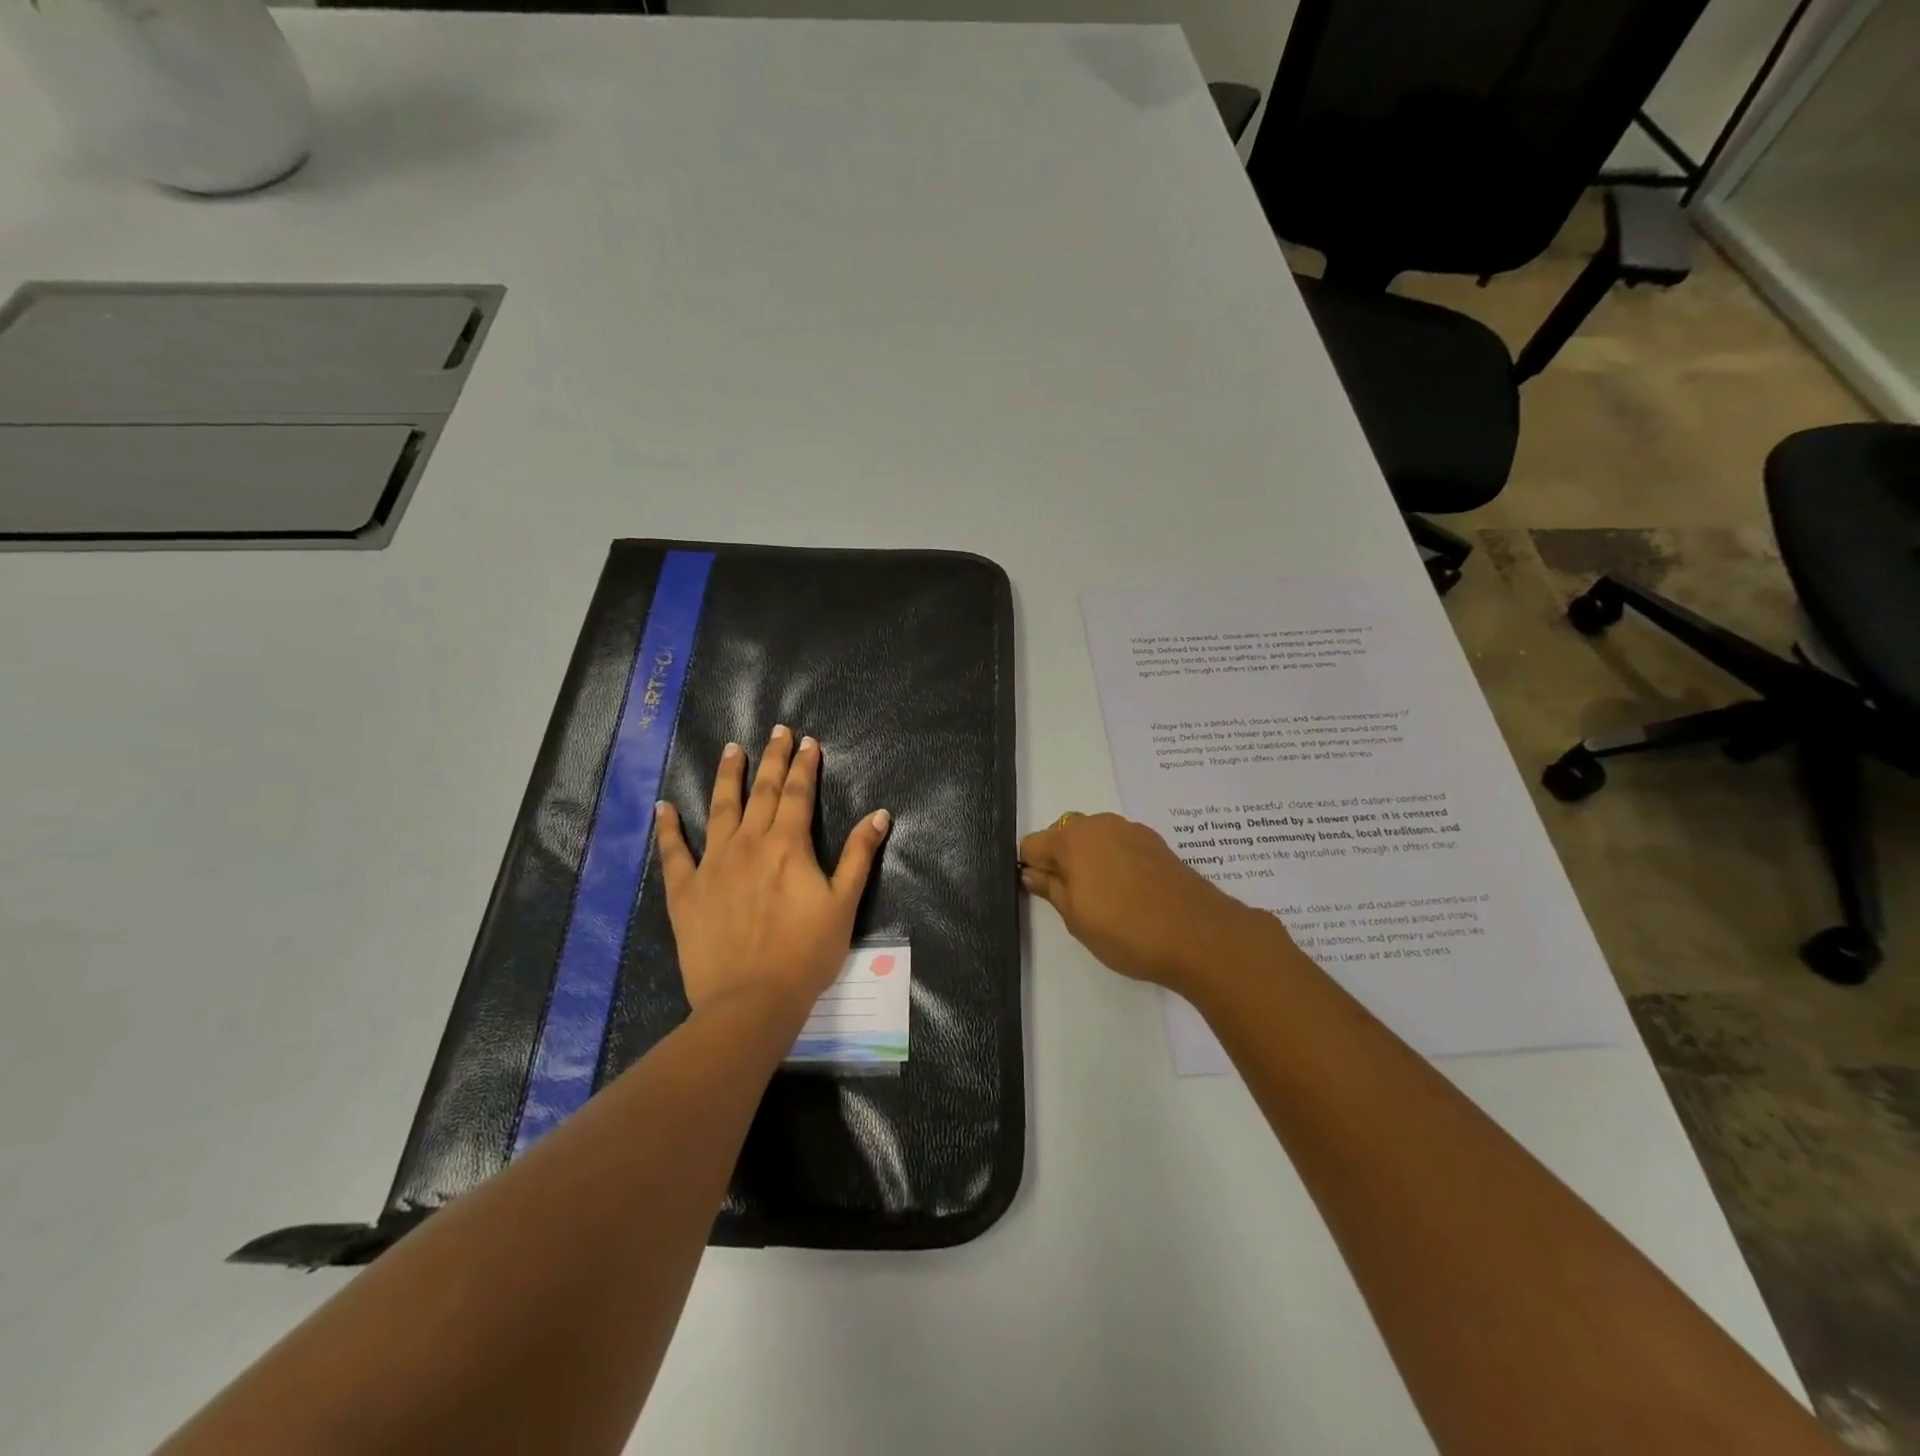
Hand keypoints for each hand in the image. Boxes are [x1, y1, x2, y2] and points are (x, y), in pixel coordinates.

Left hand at [655, 726, 890, 1022]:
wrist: (750, 1001)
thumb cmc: (805, 954)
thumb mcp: (843, 905)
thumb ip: (859, 856)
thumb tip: (880, 814)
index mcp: (787, 845)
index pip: (797, 793)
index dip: (804, 765)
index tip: (808, 741)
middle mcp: (748, 843)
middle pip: (761, 791)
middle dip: (772, 758)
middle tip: (776, 730)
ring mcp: (712, 864)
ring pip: (720, 809)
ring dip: (728, 776)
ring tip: (732, 749)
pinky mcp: (685, 890)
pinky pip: (674, 852)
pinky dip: (668, 828)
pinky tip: (664, 807)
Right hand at [1019, 812, 1286, 995]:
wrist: (1199, 935)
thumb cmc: (1126, 930)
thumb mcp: (1076, 918)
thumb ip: (1050, 889)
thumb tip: (1031, 872)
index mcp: (1072, 839)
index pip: (1032, 844)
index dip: (1032, 868)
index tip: (1043, 895)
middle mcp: (1099, 824)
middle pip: (1064, 834)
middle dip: (1061, 860)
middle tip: (1074, 899)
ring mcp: (1131, 830)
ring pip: (1095, 838)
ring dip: (1090, 859)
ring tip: (1105, 898)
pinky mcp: (1156, 842)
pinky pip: (1121, 844)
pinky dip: (1116, 861)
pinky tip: (1130, 893)